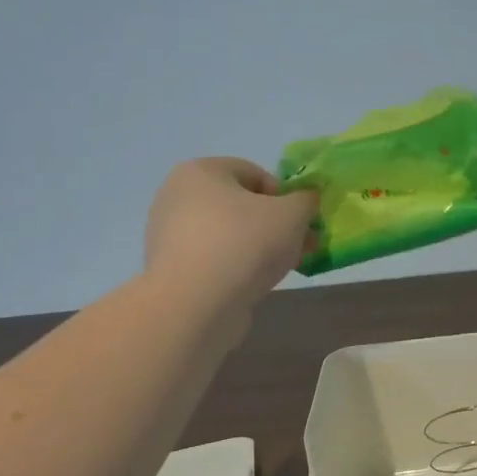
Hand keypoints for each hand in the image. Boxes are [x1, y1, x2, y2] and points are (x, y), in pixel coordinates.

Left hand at [143, 158, 317, 308]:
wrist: (196, 304)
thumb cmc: (245, 243)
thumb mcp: (293, 214)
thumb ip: (306, 200)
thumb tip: (306, 200)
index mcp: (201, 171)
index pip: (255, 174)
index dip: (286, 196)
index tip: (301, 223)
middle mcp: (177, 195)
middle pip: (242, 205)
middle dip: (276, 225)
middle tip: (300, 247)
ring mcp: (169, 233)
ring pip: (230, 234)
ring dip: (260, 247)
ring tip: (282, 268)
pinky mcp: (171, 268)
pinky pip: (215, 258)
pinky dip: (237, 266)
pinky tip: (254, 284)